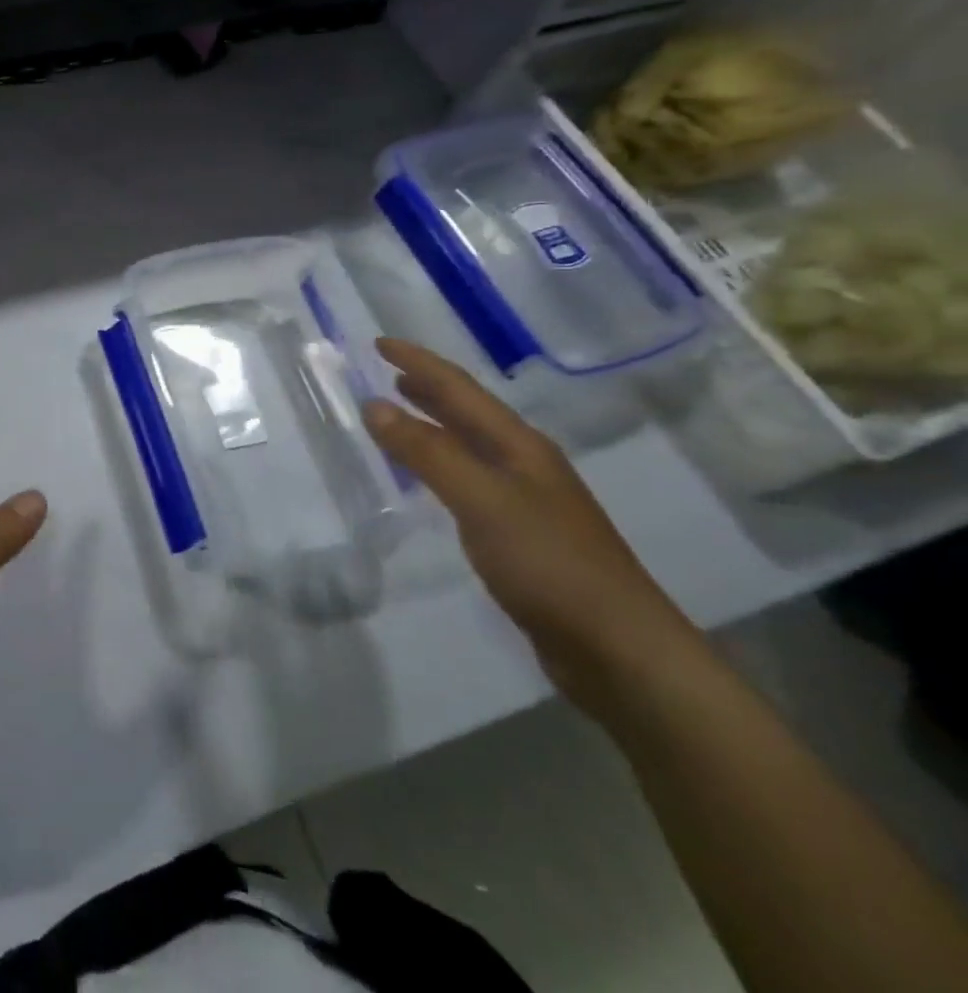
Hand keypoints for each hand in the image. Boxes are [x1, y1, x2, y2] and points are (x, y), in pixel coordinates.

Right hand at [360, 339, 704, 714]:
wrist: (618, 650)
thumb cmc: (549, 564)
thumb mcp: (481, 500)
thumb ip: (427, 452)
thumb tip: (374, 405)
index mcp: (519, 446)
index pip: (460, 389)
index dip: (419, 362)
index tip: (378, 343)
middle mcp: (524, 463)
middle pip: (468, 412)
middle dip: (427, 387)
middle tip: (385, 371)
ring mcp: (526, 500)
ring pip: (468, 445)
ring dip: (432, 423)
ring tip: (398, 414)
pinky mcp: (520, 535)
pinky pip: (467, 480)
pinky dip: (438, 464)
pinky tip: (427, 479)